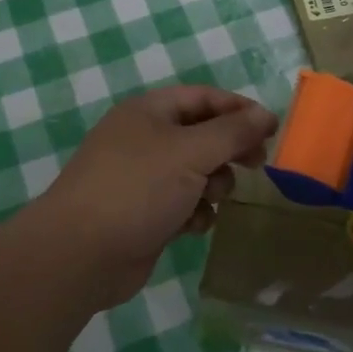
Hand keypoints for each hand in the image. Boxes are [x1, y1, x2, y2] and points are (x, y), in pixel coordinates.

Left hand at [31, 86, 277, 309]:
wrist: (81, 254)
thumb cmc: (137, 189)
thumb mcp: (191, 152)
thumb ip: (232, 132)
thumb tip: (265, 114)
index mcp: (149, 112)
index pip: (203, 97)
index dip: (239, 109)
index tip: (271, 128)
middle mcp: (145, 139)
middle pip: (202, 134)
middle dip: (230, 149)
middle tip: (257, 163)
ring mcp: (143, 178)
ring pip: (196, 171)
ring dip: (213, 184)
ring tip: (213, 197)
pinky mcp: (145, 214)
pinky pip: (183, 203)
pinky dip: (194, 212)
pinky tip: (193, 225)